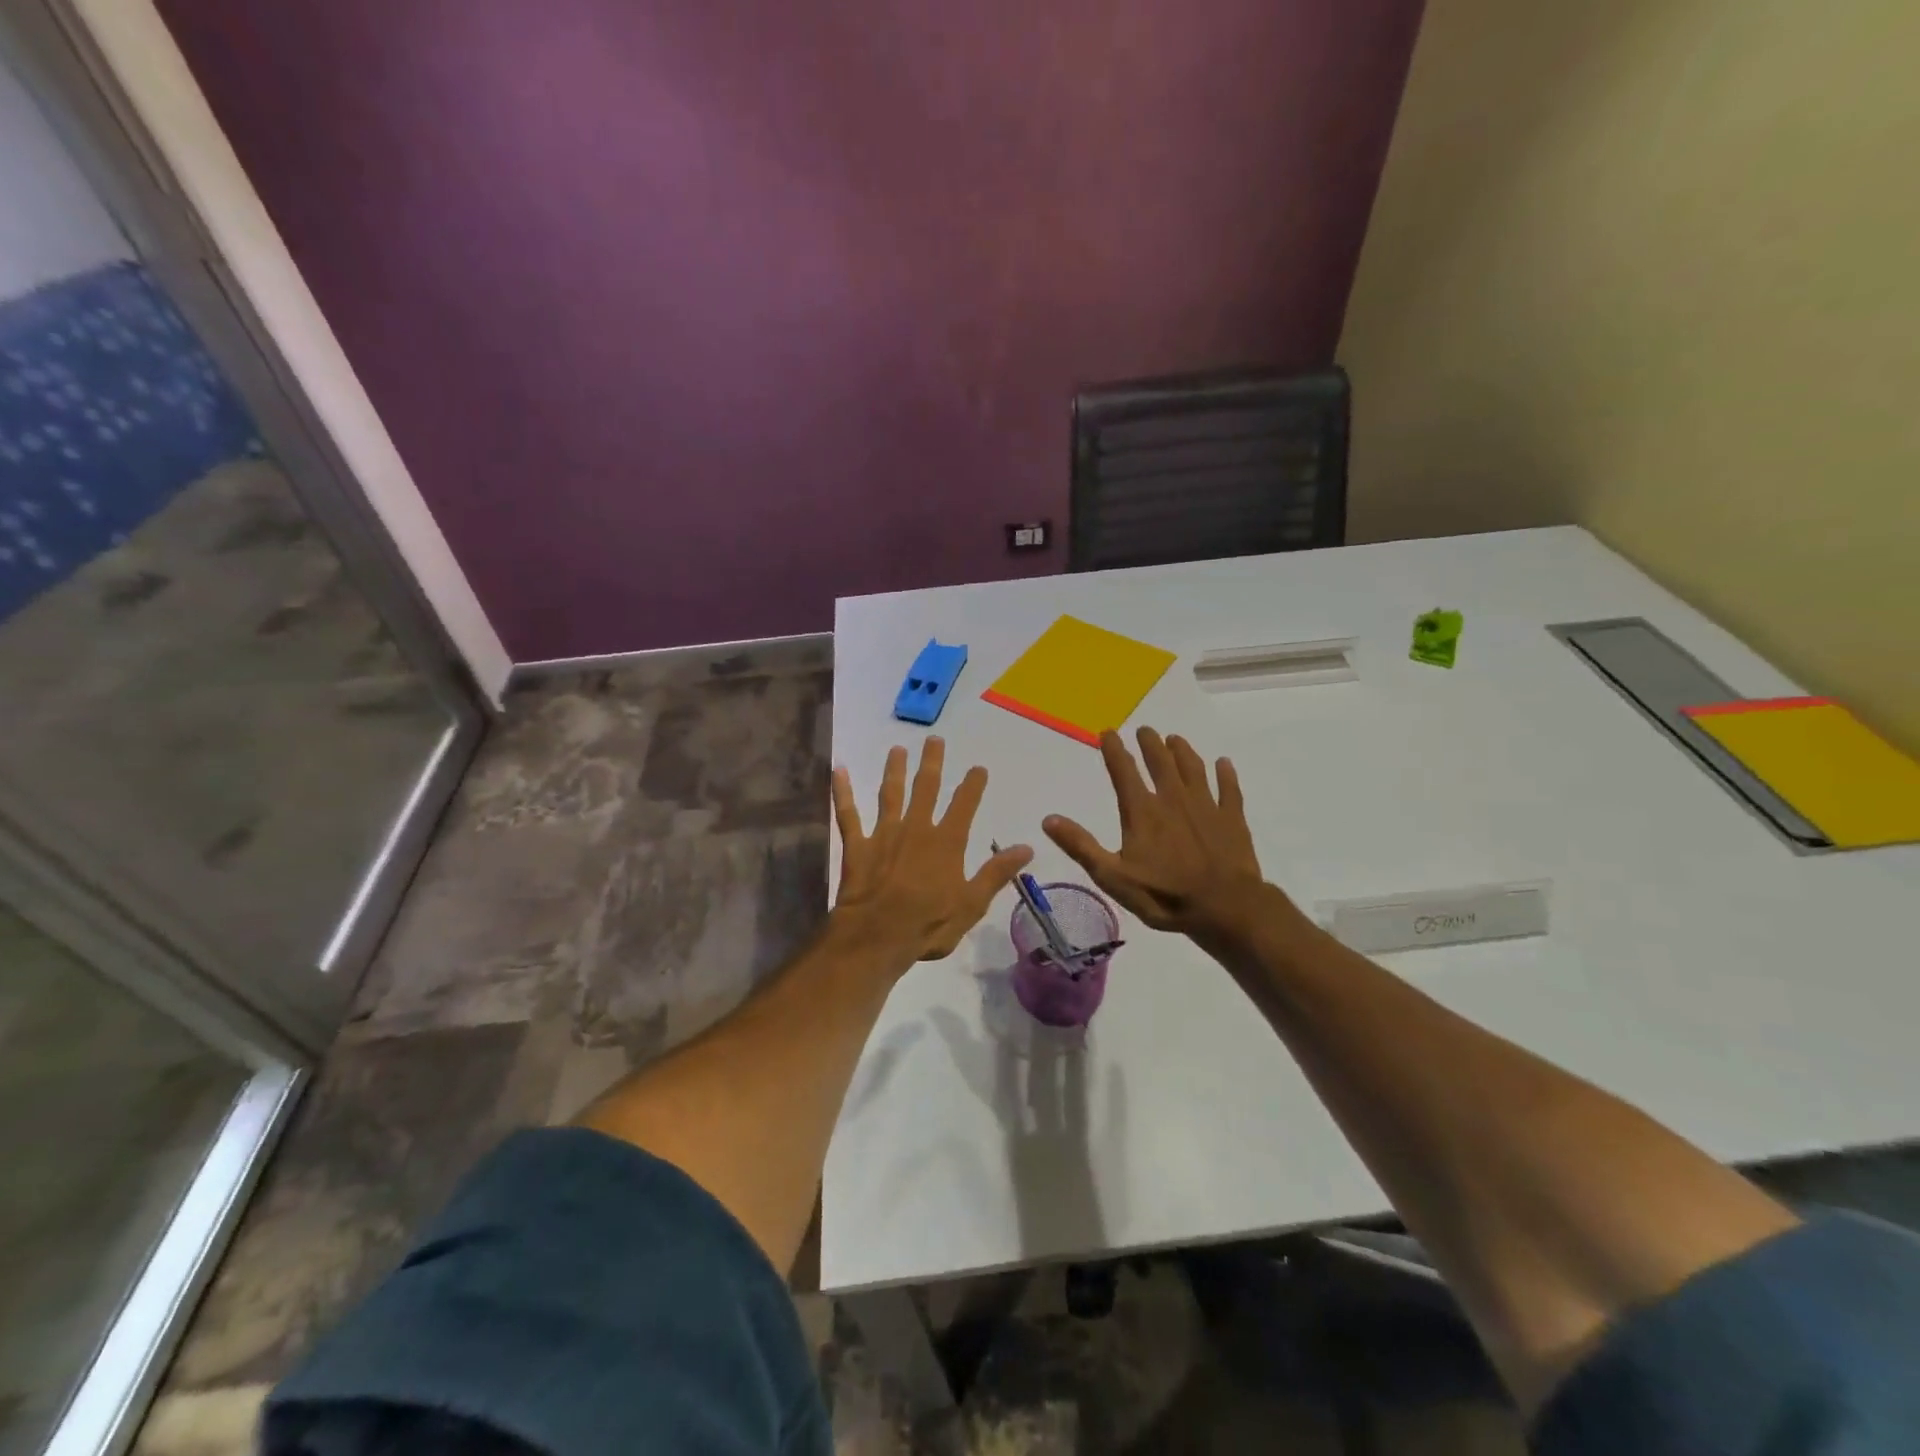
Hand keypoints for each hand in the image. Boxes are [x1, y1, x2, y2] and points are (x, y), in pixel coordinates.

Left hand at [832, 737, 1031, 963]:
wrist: (877, 936)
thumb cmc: (929, 925)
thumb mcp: (972, 904)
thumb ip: (996, 873)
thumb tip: (1027, 847)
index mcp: (946, 842)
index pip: (964, 805)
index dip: (973, 785)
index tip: (978, 767)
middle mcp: (916, 829)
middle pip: (926, 788)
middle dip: (932, 763)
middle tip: (934, 740)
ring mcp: (884, 834)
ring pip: (890, 794)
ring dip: (894, 770)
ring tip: (897, 749)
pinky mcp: (857, 846)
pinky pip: (848, 814)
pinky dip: (843, 792)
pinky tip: (839, 771)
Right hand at [1044, 727, 1274, 947]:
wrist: (1224, 908)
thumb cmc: (1164, 895)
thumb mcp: (1112, 876)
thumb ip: (1081, 846)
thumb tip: (1048, 819)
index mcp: (1142, 811)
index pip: (1123, 771)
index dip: (1114, 750)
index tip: (1107, 732)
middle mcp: (1173, 799)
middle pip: (1161, 763)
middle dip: (1151, 744)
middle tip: (1145, 730)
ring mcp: (1206, 806)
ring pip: (1193, 769)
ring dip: (1183, 752)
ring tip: (1175, 739)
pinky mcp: (1232, 819)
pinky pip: (1229, 789)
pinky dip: (1226, 774)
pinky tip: (1224, 763)